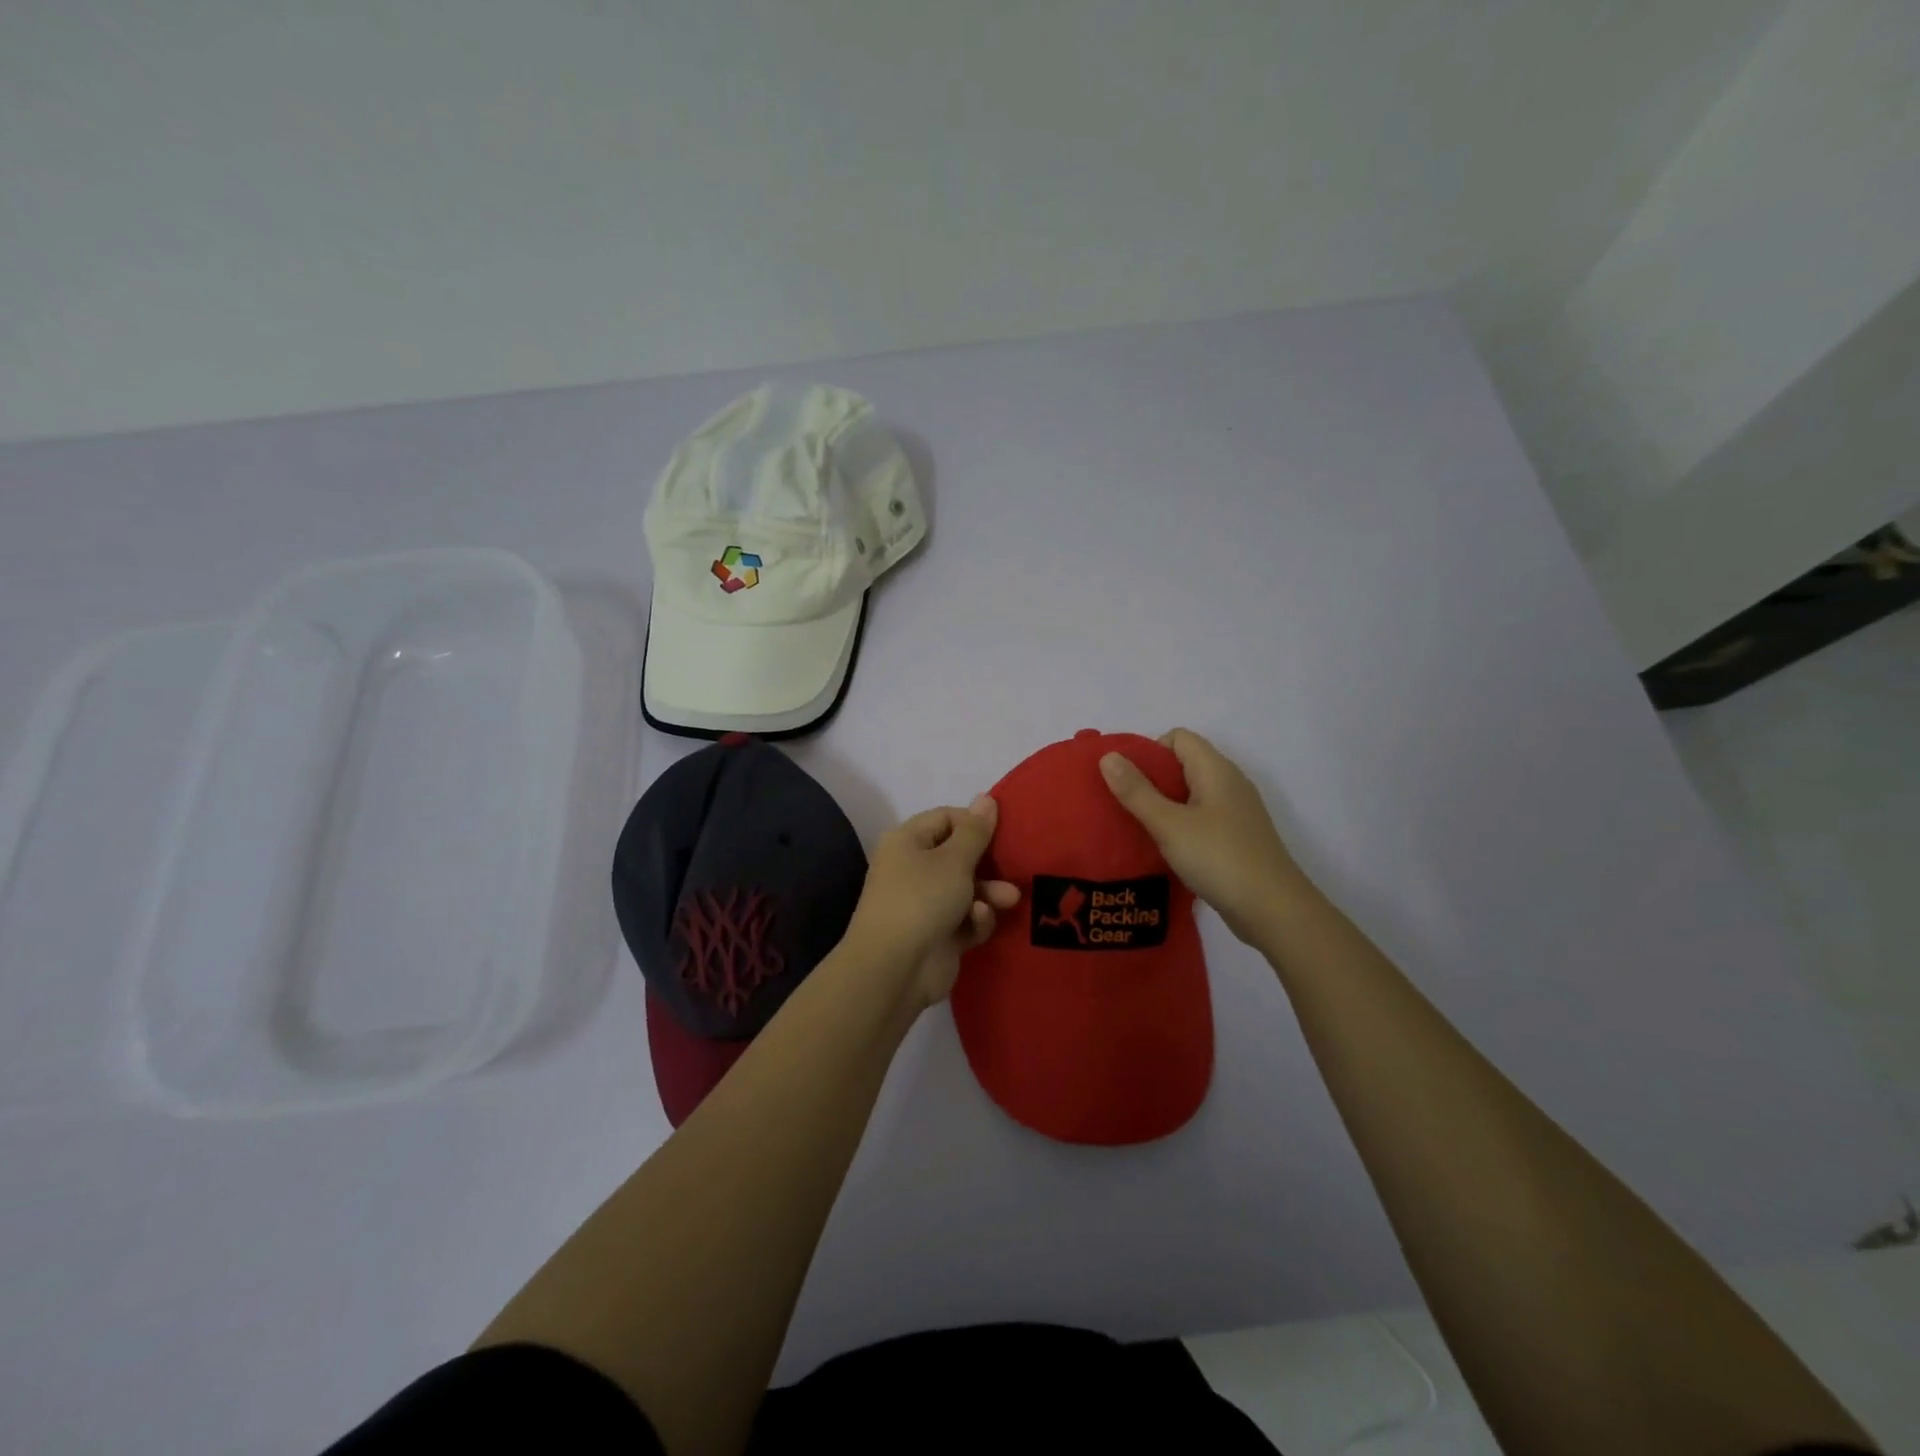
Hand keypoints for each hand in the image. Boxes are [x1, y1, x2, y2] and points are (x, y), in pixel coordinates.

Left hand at [844, 796, 1020, 1008]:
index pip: (945, 818)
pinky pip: (965, 919)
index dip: (975, 823)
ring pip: (966, 890)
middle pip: (959, 855)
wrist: (894, 969)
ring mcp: (924, 904)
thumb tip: (986, 798)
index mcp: (907, 841)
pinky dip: (975, 920)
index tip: (1004, 831)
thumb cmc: (922, 899)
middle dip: (988, 864)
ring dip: (989, 893)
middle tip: (1013, 868)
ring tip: (1009, 900)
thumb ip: (976, 831)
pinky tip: (978, 923)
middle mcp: (912, 868)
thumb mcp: (954, 860)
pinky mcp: (937, 935)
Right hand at [1099, 728, 1312, 945]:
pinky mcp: (1236, 838)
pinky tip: (1164, 849)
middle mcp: (1229, 783)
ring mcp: (1235, 812)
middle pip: (1183, 764)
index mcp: (1216, 770)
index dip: (1149, 751)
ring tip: (1137, 828)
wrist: (1273, 910)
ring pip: (1190, 794)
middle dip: (1150, 779)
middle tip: (1123, 805)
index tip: (1127, 780)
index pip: (1178, 738)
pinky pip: (1200, 818)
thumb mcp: (1169, 824)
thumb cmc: (1219, 858)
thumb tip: (1108, 756)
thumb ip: (1136, 791)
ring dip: (1163, 805)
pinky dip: (1179, 826)